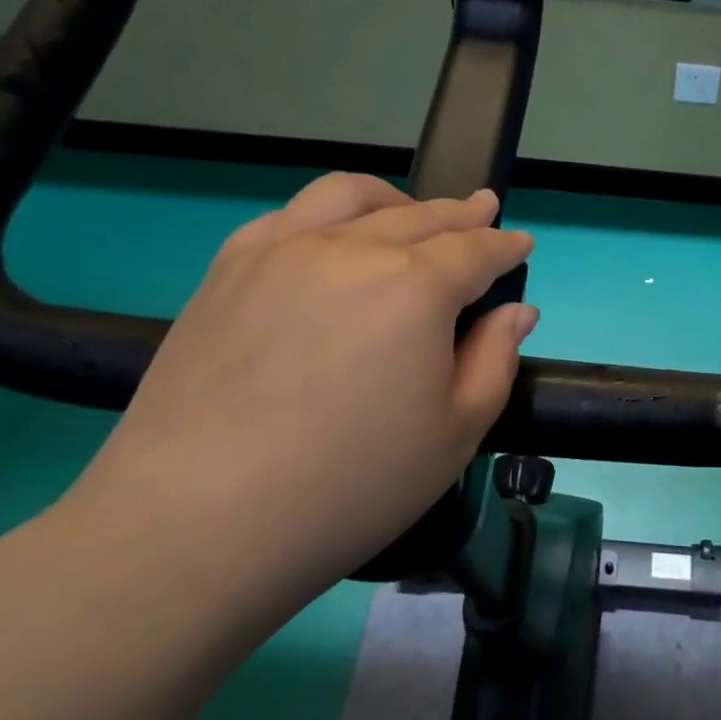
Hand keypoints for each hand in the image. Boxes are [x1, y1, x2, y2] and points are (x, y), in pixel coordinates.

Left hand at [62, 173, 536, 607]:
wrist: (199, 522)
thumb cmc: (352, 486)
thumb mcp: (456, 434)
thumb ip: (494, 361)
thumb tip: (516, 312)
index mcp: (416, 287)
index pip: (475, 250)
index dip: (505, 246)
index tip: (521, 242)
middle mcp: (352, 249)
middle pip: (420, 216)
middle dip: (461, 213)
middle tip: (483, 210)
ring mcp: (281, 252)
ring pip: (349, 197)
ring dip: (394, 199)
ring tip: (410, 211)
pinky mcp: (227, 271)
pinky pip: (287, 217)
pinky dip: (327, 214)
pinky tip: (331, 238)